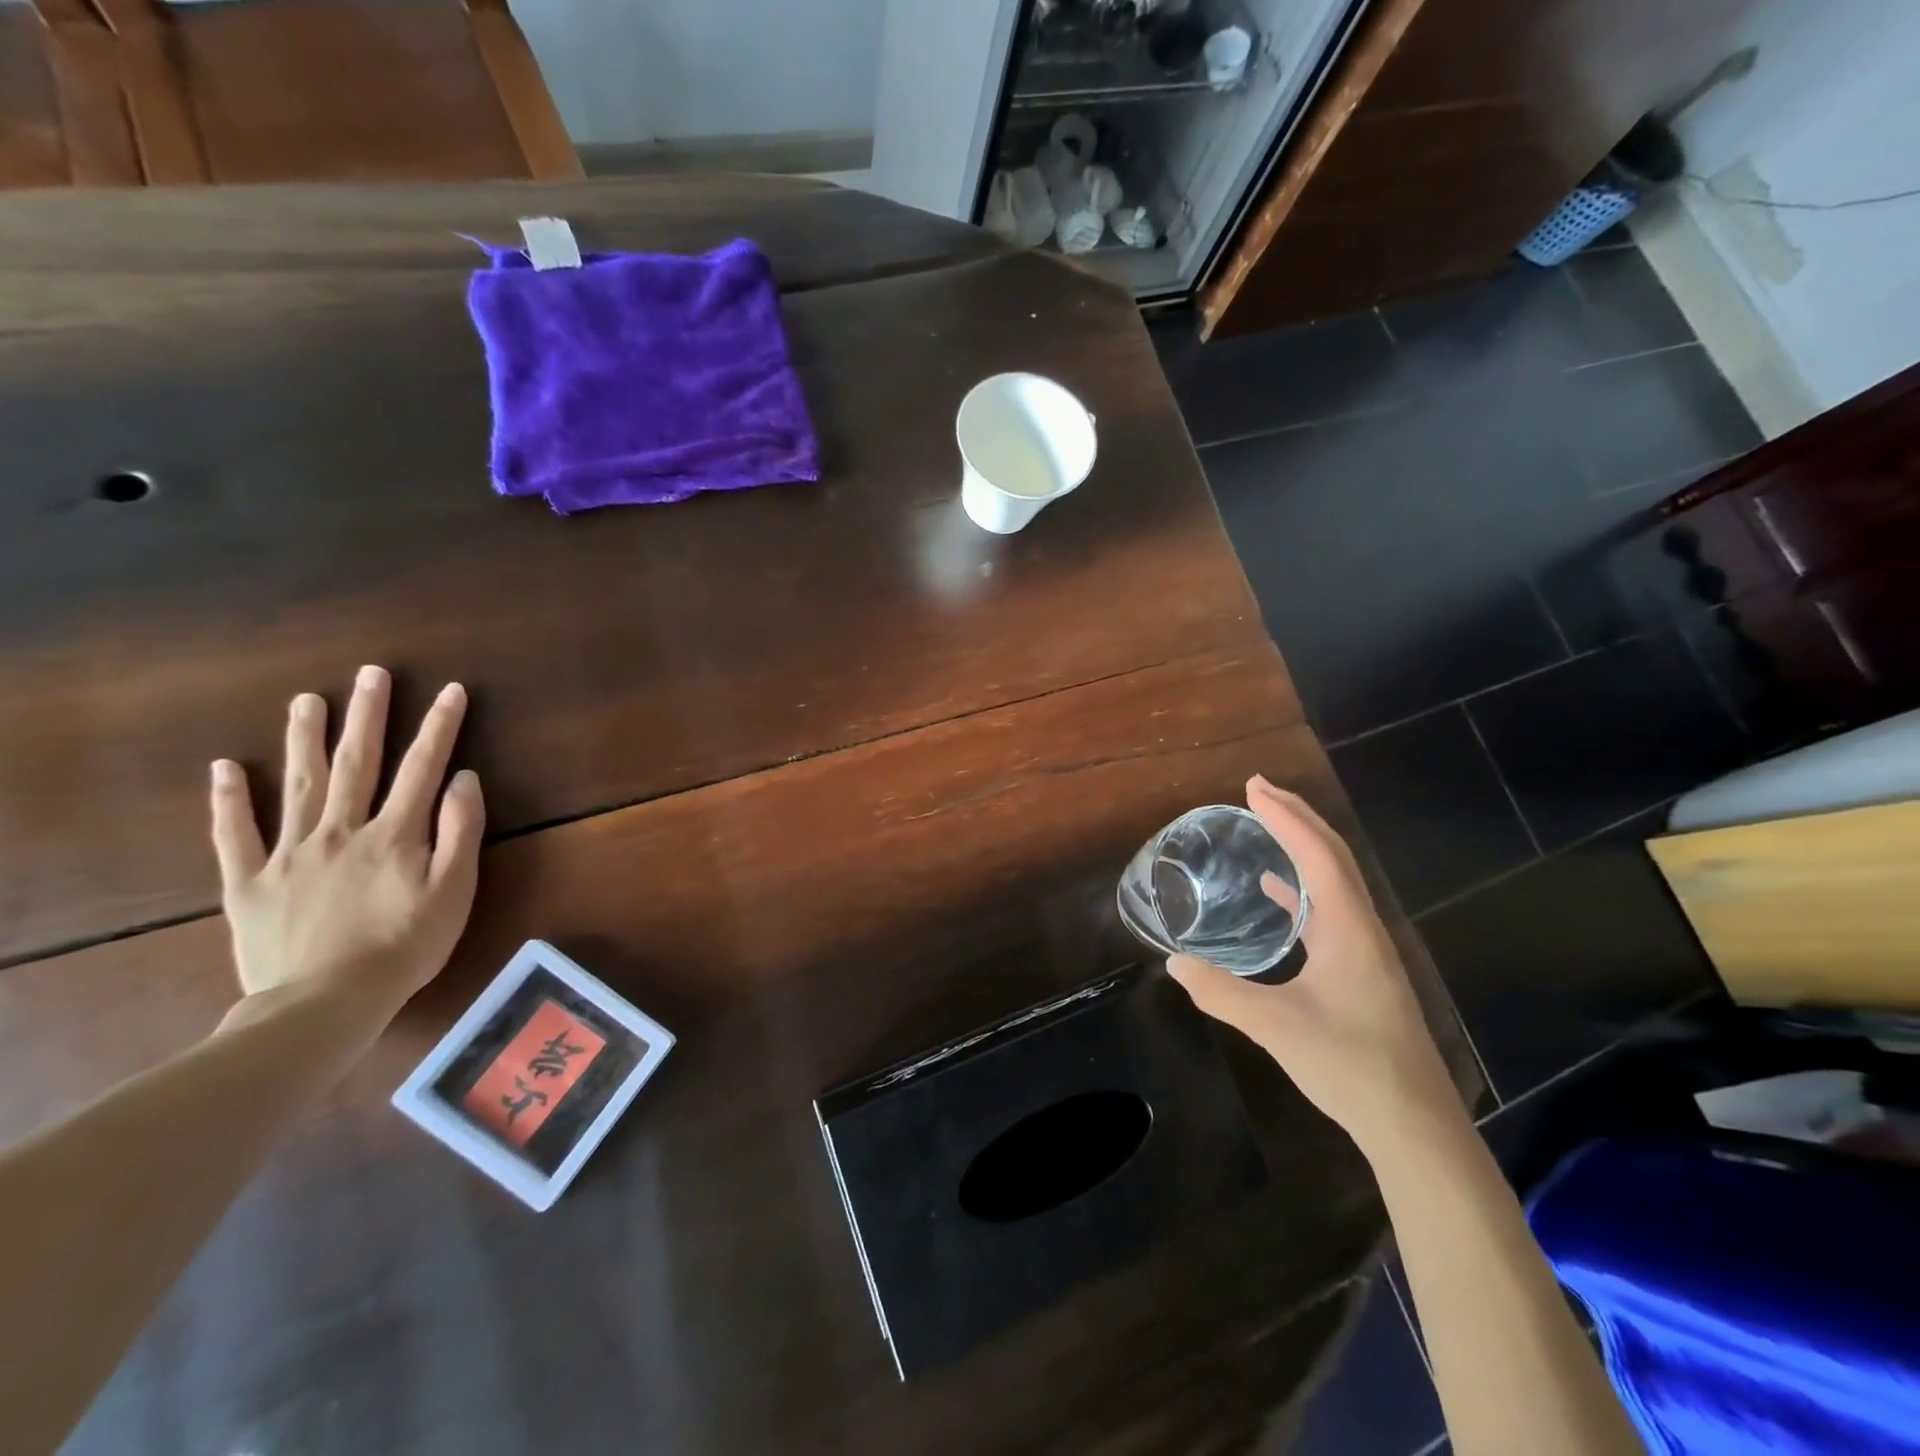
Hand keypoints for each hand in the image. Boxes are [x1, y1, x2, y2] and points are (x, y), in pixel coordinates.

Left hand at [210, 666, 485, 1019]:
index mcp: (394, 834)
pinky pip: (234, 835)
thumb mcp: (454, 891)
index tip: (449, 690)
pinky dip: (228, 800)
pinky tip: (224, 767)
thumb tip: (464, 779)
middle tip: (369, 674)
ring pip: (298, 786)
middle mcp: (341, 831)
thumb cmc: (405, 946)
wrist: (325, 1002)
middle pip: (356, 763)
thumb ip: (460, 831)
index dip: (439, 727)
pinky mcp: (249, 882)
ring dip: (304, 740)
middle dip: (367, 716)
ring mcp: (290, 853)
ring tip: (306, 700)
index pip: (422, 768)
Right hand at [1167, 776, 1460, 1154]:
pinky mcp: (1361, 968)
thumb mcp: (1276, 1027)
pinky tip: (1278, 892)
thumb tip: (1174, 963)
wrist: (1414, 1124)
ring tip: (1267, 825)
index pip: (1317, 854)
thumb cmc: (1350, 1066)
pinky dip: (1302, 885)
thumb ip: (1222, 993)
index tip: (1252, 788)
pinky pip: (1329, 907)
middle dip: (1297, 816)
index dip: (1285, 817)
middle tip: (1257, 790)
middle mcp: (1362, 927)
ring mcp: (1365, 948)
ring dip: (1302, 845)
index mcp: (1348, 928)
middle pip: (1333, 855)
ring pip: (1334, 879)